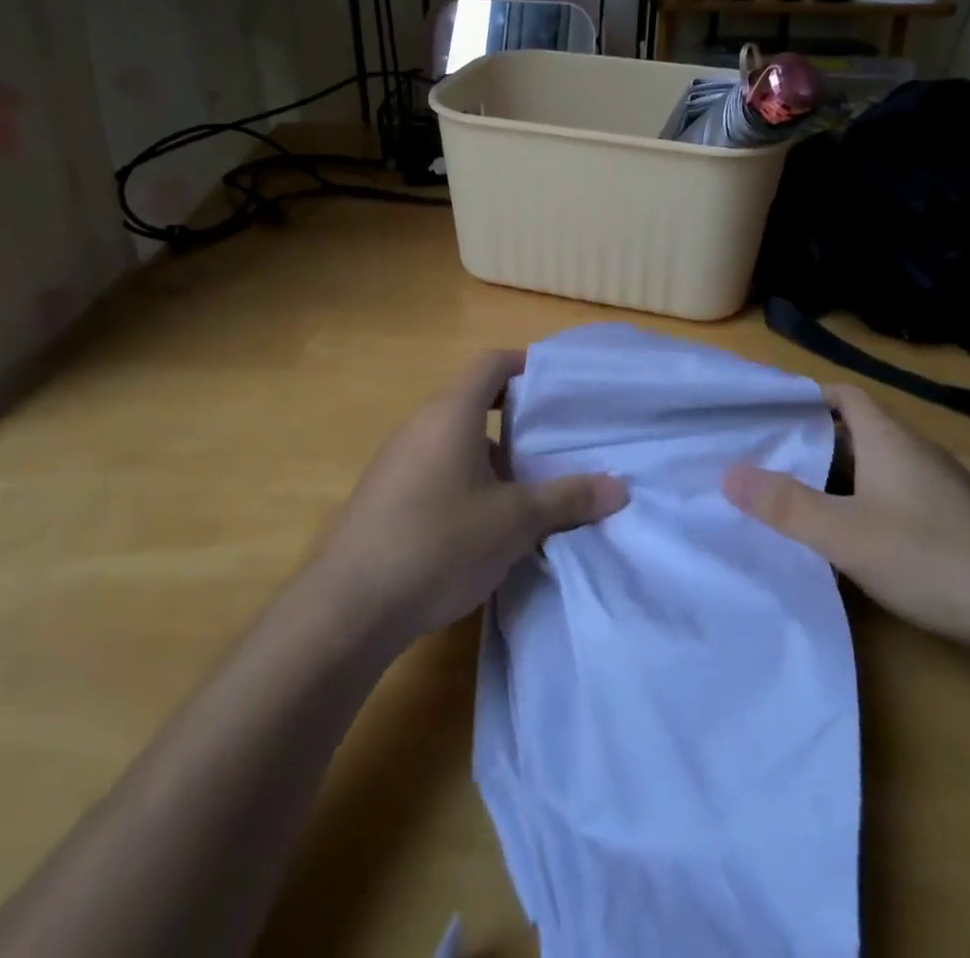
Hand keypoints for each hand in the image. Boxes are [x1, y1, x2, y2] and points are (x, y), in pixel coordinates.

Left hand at [311, 350, 628, 645]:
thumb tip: (620, 488)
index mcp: (451, 414)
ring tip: (527, 487)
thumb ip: (568, 499)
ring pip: (454, 439)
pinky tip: (482, 523)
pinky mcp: (383, 494)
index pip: (491, 363)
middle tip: (553, 442)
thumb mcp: (515, 522)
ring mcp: (396, 460)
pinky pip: (434, 467)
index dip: (525, 364)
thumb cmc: (440, 543)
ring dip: (490, 454)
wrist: (348, 606)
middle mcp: (420, 425)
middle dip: (515, 418)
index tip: (557, 385)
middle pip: (473, 400)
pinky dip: (464, 478)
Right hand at [723, 384, 969, 649]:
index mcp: (892, 440)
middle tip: (786, 459)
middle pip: (867, 429)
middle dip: (826, 439)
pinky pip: (921, 492)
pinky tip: (889, 528)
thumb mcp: (844, 535)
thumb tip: (729, 473)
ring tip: (827, 494)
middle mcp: (926, 451)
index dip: (813, 395)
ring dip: (861, 470)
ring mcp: (956, 485)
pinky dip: (895, 497)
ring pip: (896, 462)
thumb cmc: (929, 558)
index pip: (848, 395)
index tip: (778, 410)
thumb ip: (785, 505)